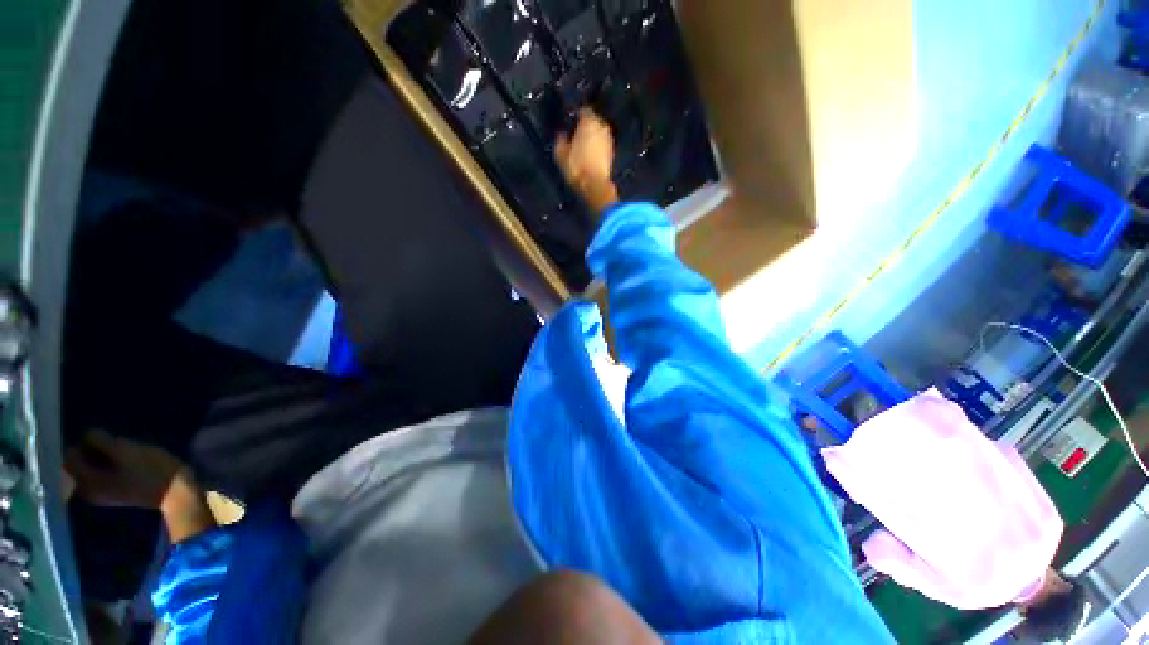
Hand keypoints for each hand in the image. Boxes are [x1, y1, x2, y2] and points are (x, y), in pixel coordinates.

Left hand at [66, 431, 215, 542]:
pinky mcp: (113, 491)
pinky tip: (124, 460)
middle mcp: (87, 490)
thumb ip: (101, 441)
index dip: (81, 442)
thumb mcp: (126, 451)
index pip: (69, 456)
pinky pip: (100, 472)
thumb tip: (87, 434)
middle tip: (111, 443)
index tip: (100, 437)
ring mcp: (101, 492)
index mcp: (86, 482)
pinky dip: (108, 463)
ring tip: (120, 450)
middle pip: (78, 463)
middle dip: (90, 450)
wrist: (177, 493)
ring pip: (90, 467)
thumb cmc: (151, 471)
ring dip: (101, 456)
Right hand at [555, 108, 618, 212]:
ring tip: (583, 145)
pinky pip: (603, 145)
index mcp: (589, 122)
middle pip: (594, 121)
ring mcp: (609, 140)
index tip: (571, 121)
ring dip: (593, 137)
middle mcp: (602, 127)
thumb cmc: (576, 167)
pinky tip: (590, 155)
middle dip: (586, 126)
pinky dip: (598, 147)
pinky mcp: (612, 153)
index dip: (577, 115)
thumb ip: (560, 140)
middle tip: (576, 133)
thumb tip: (562, 134)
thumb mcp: (561, 153)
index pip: (583, 110)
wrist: (594, 185)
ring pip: (599, 133)